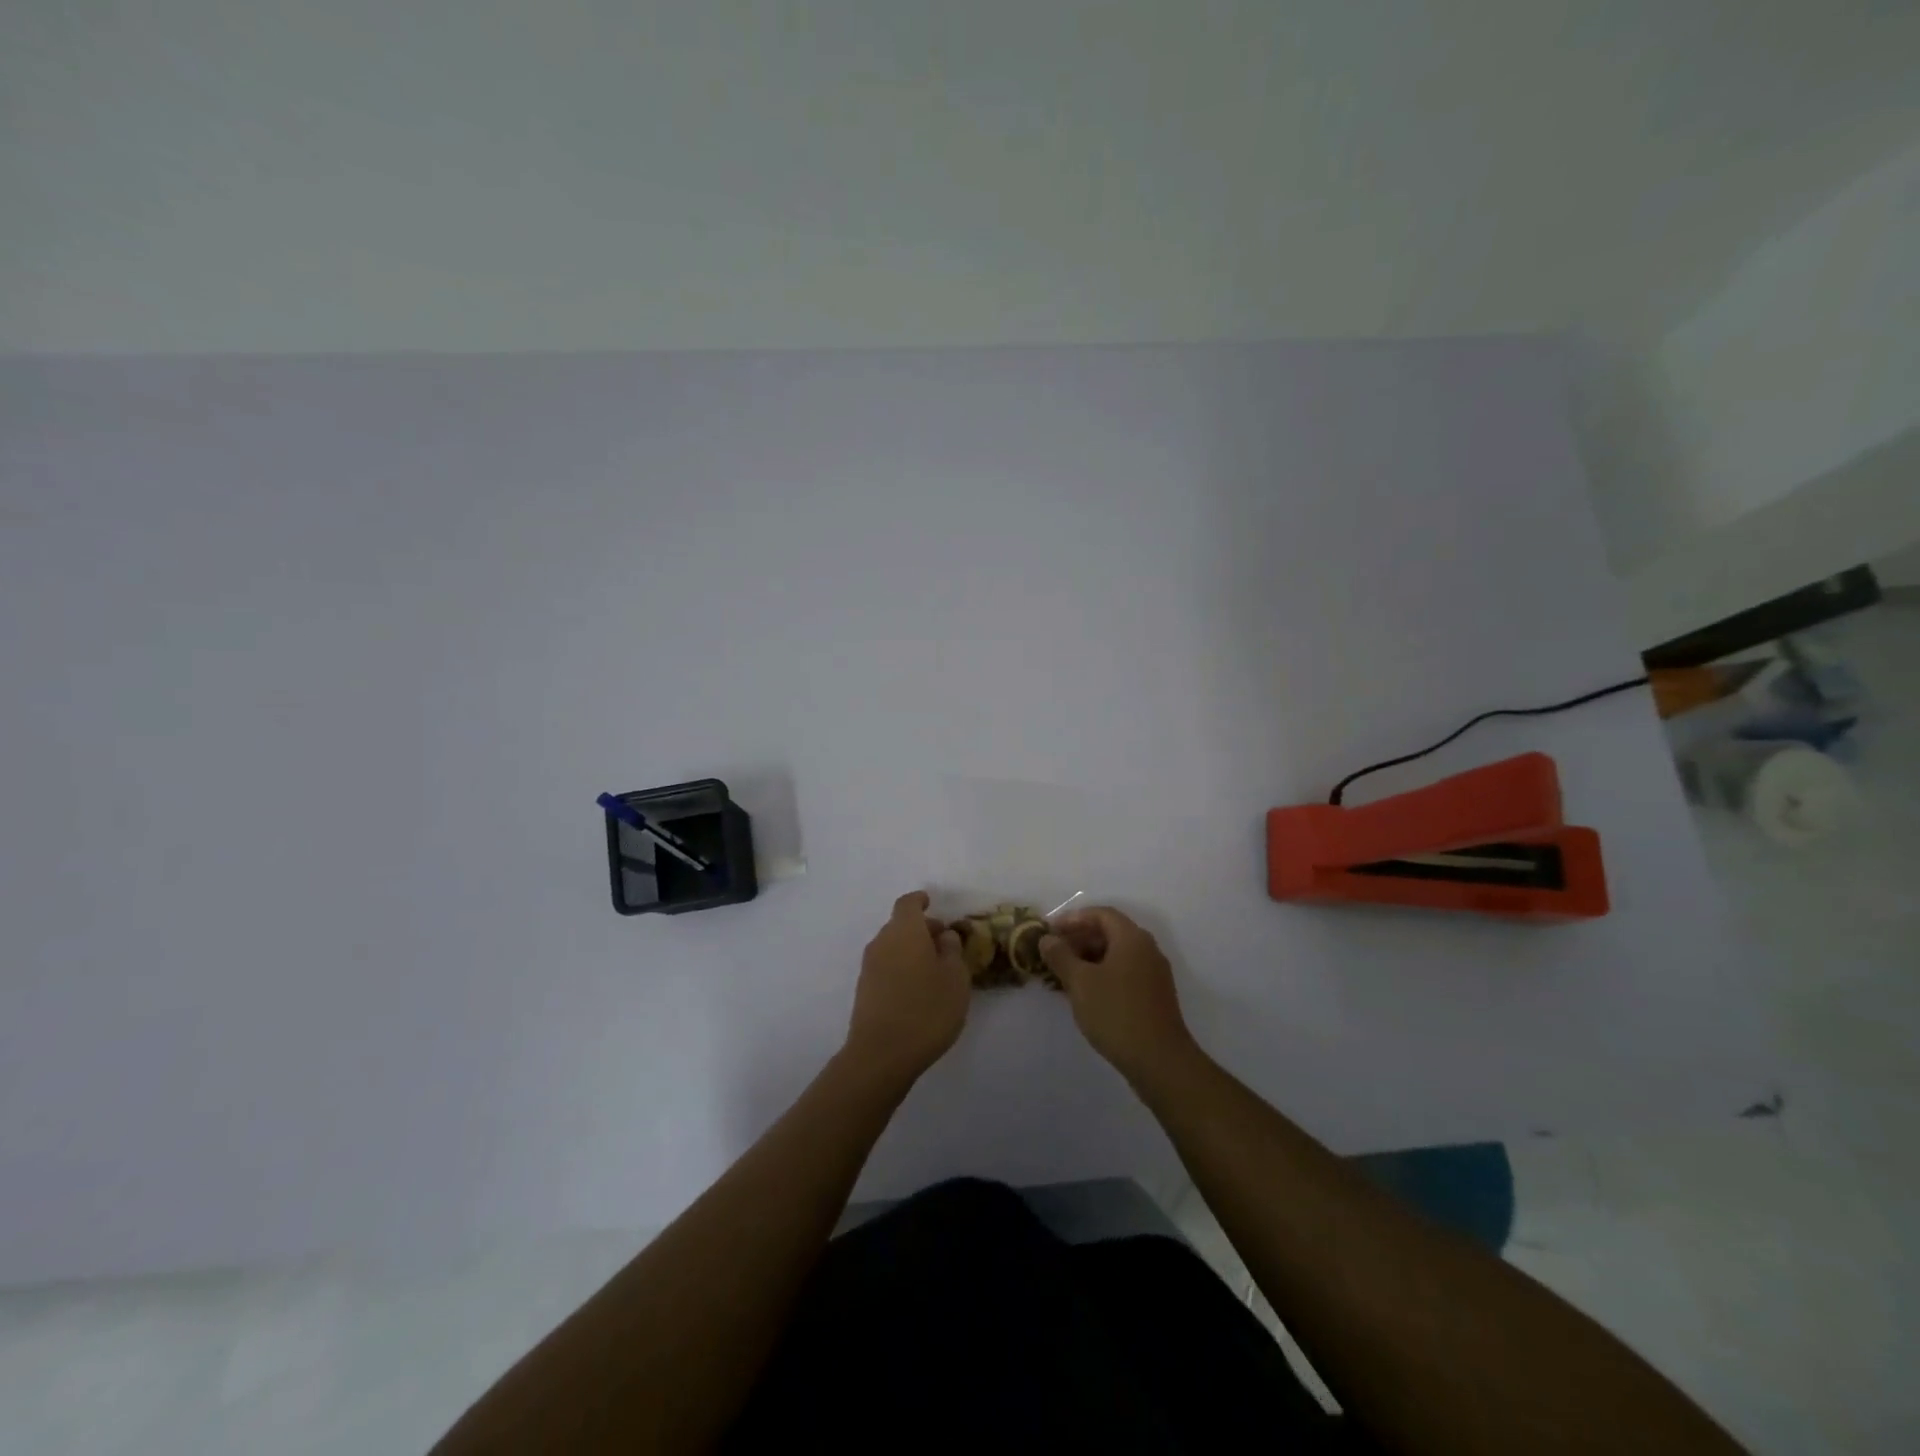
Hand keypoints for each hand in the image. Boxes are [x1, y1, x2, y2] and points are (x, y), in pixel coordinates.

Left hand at [843, 891, 971, 1084]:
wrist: (881, 1054)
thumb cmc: (926, 1010)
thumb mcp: (955, 979)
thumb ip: (952, 951)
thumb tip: (944, 935)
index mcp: (905, 931)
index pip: (908, 904)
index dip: (920, 901)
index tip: (931, 903)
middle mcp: (882, 942)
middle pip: (900, 925)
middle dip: (921, 929)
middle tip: (944, 944)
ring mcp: (869, 967)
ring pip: (892, 947)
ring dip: (910, 950)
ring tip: (934, 971)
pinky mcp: (864, 990)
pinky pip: (885, 967)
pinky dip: (901, 968)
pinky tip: (917, 990)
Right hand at [1041, 907, 1197, 1083]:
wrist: (1159, 1060)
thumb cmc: (1116, 1013)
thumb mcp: (1080, 982)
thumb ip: (1061, 956)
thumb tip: (1047, 939)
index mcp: (1132, 938)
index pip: (1101, 914)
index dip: (1073, 919)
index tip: (1050, 931)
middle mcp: (1147, 950)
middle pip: (1109, 933)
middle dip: (1079, 940)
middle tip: (1053, 953)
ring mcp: (1153, 974)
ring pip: (1116, 956)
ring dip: (1088, 960)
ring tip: (1062, 976)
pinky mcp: (1154, 996)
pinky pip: (1123, 974)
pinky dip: (1101, 976)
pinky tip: (1084, 995)